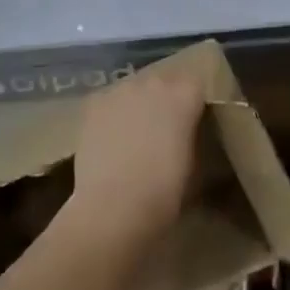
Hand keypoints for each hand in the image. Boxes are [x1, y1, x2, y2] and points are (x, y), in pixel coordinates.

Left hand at [66, 66, 207, 257]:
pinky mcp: (94, 102)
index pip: (196, 83)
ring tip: (134, 131)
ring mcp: (120, 89)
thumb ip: (192, 135)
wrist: (114, 207)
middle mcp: (153, 82)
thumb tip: (187, 131)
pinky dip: (112, 113)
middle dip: (166, 98)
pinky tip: (110, 136)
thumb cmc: (164, 192)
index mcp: (184, 94)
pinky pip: (109, 100)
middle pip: (164, 81)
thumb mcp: (194, 162)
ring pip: (134, 88)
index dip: (194, 101)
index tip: (194, 120)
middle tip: (164, 126)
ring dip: (138, 102)